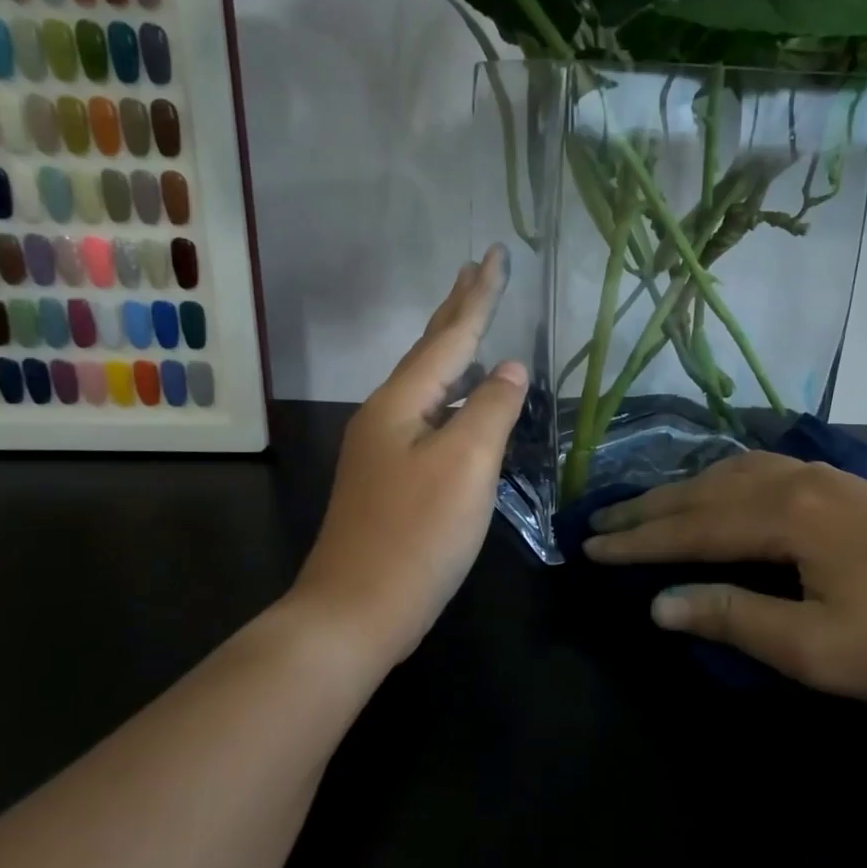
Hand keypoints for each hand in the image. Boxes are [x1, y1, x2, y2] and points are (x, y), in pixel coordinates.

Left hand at [287, 248, 526, 667]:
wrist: (356, 611)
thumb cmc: (416, 535)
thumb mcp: (465, 465)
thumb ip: (491, 409)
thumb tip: (511, 368)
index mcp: (401, 402)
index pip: (450, 336)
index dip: (478, 296)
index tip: (496, 256)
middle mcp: (386, 415)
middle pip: (430, 350)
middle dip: (457, 309)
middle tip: (477, 270)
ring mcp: (383, 448)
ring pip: (426, 383)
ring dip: (451, 348)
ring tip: (471, 321)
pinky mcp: (390, 478)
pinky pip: (427, 415)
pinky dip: (450, 393)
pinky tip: (460, 400)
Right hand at [583, 452, 866, 707]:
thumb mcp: (815, 650)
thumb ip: (733, 618)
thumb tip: (659, 602)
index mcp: (785, 516)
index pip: (690, 527)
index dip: (636, 541)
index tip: (588, 548)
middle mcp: (794, 481)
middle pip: (703, 491)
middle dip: (647, 510)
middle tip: (598, 523)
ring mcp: (821, 475)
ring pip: (729, 472)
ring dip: (681, 490)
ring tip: (644, 507)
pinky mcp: (841, 484)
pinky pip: (759, 469)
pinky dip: (720, 478)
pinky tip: (716, 487)